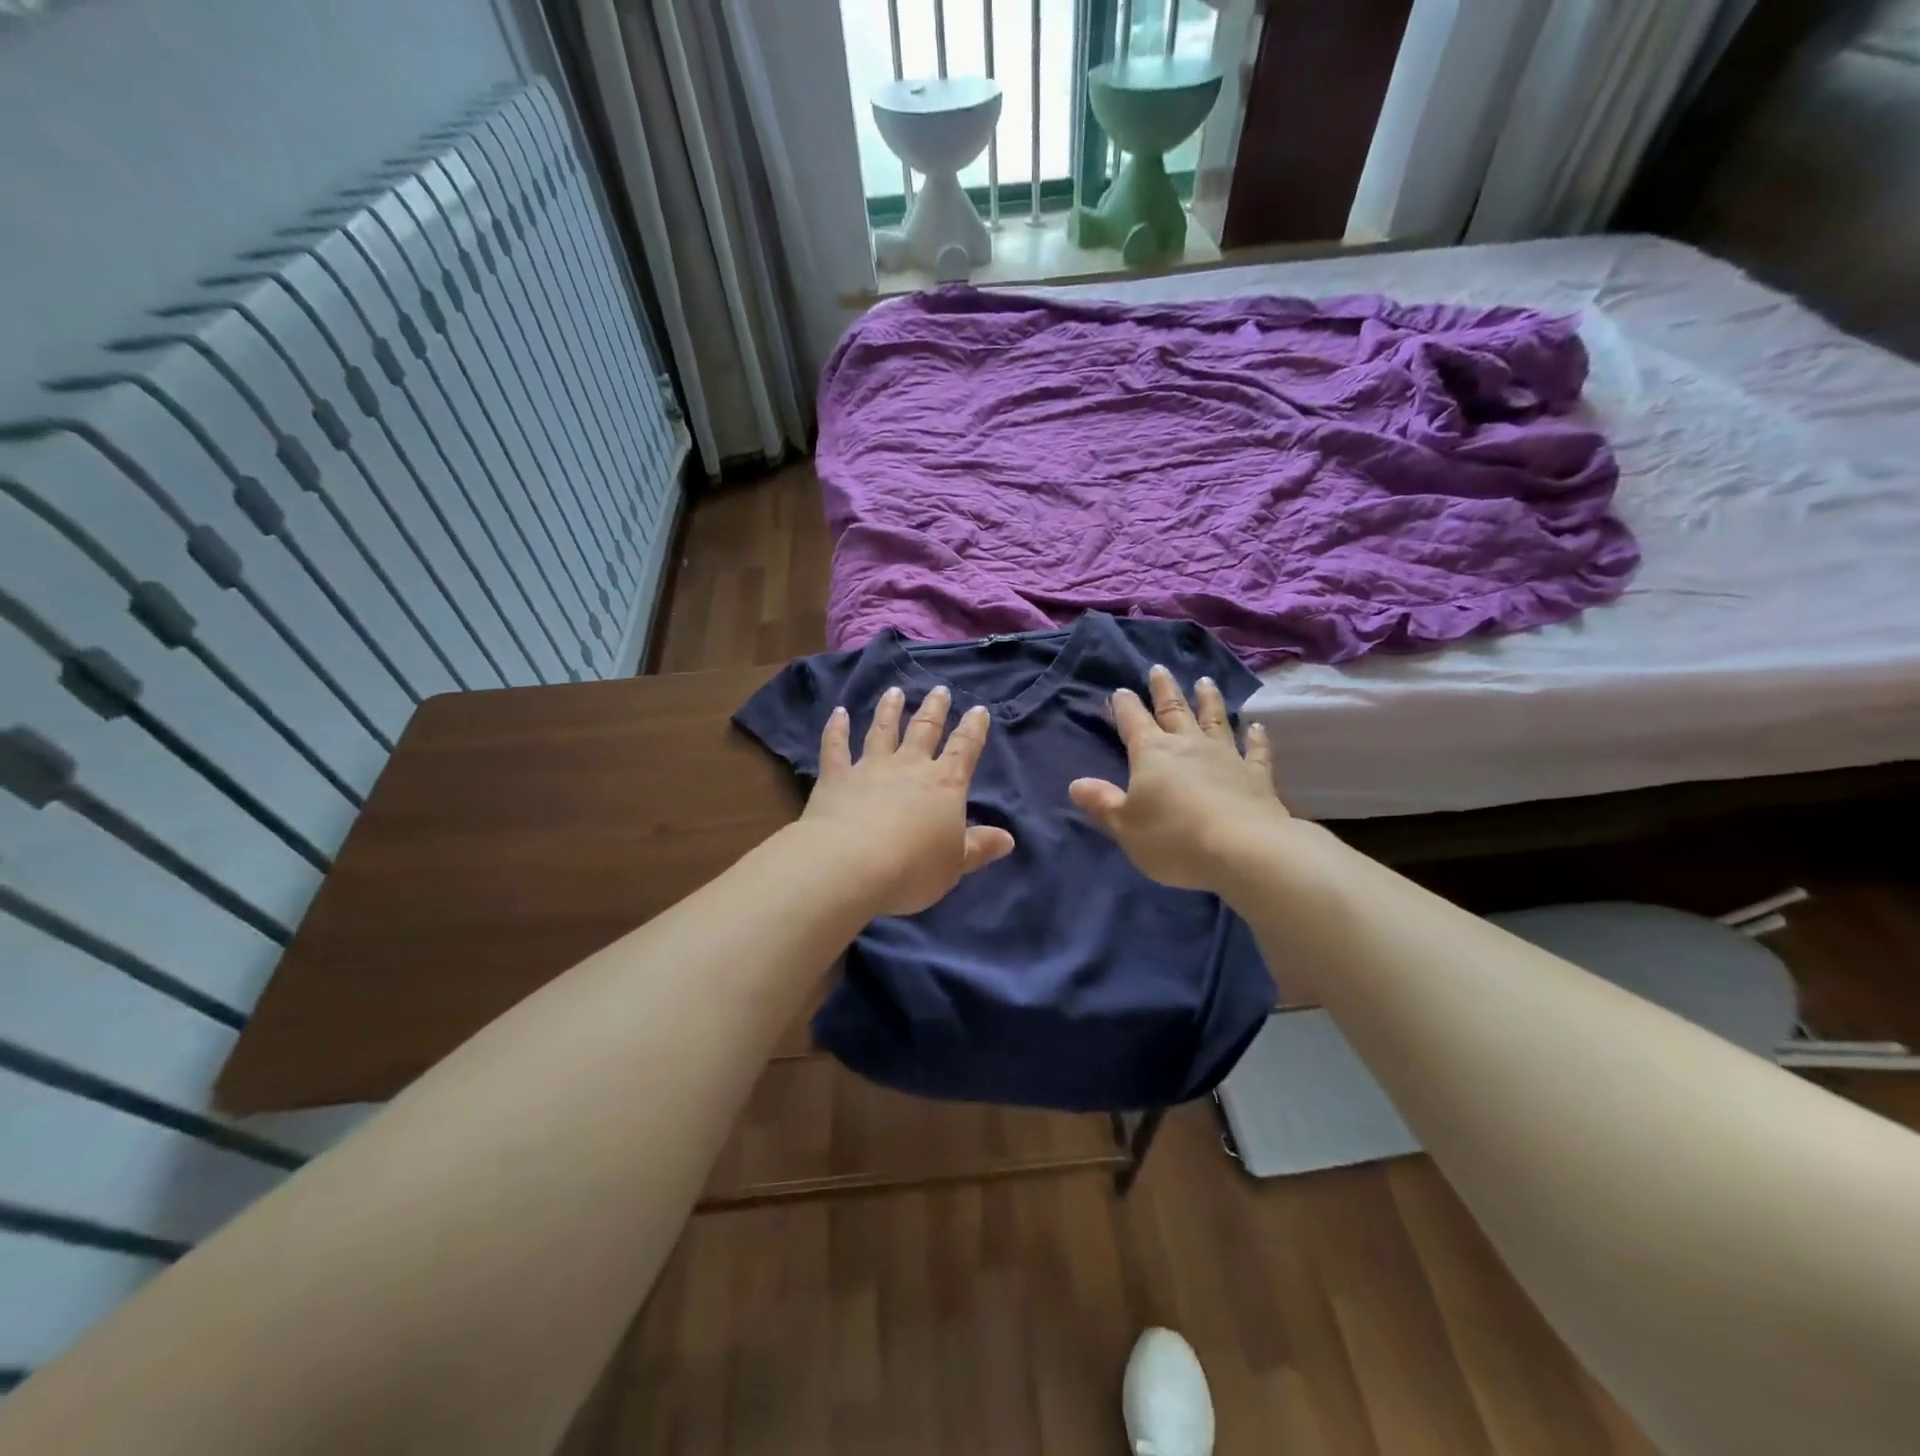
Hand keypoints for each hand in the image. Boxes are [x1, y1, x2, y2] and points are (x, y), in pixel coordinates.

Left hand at [801, 685, 1015, 916]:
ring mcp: (870, 768)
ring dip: (889, 710)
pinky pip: (835, 747)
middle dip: (934, 710)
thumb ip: (979, 848)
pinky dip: (836, 728)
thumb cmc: (912, 868)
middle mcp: (909, 767)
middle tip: (940, 690)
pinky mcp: (836, 777)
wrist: (850, 865)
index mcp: (944, 785)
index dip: (973, 729)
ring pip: (882, 731)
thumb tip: (1008, 839)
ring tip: (894, 692)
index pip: (965, 750)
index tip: (978, 709)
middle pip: (924, 731)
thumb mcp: (954, 865)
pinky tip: (837, 712)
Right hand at [1068, 665, 1291, 892]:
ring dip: (1209, 700)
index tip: (1120, 690)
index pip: (1133, 722)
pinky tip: (1256, 726)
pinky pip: (1256, 751)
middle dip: (1164, 689)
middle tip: (1159, 668)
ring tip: (1205, 682)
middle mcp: (1189, 745)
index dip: (1125, 706)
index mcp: (1152, 753)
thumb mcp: (1125, 825)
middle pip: (1174, 710)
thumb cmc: (1173, 838)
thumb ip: (1102, 803)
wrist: (1243, 850)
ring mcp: (1227, 757)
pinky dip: (1256, 737)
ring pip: (1215, 720)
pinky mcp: (1257, 776)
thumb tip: (1076, 784)